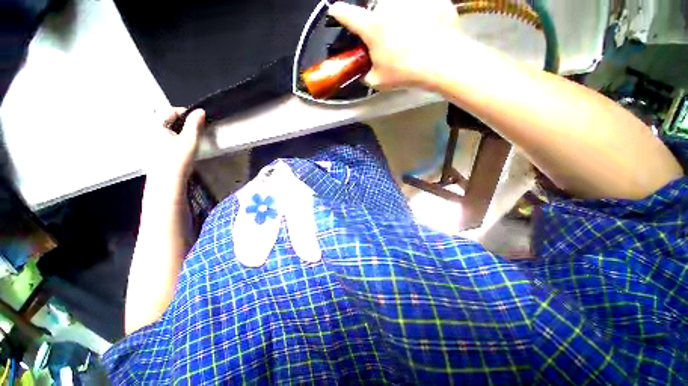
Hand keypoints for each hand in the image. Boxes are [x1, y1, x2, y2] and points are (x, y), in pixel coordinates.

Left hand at [148, 108, 205, 182]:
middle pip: (168, 119)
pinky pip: (165, 138)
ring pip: (168, 129)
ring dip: (180, 131)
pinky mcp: (153, 150)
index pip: (171, 110)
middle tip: (196, 131)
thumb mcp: (190, 140)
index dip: (187, 114)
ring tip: (190, 140)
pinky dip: (175, 139)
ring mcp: (149, 140)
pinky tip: (182, 149)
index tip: (200, 121)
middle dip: (183, 123)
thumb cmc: (178, 159)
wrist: (167, 182)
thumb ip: (195, 124)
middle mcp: (149, 130)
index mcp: (155, 124)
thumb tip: (201, 111)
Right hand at [328, 0, 462, 89]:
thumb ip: (366, 75)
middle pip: (375, 11)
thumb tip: (364, 72)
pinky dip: (421, 16)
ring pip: (398, 7)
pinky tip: (427, 30)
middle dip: (377, 24)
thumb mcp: (378, 81)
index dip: (338, 13)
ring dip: (399, 18)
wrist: (442, 61)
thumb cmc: (405, 72)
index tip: (335, 11)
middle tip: (387, 40)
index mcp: (372, 27)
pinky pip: (421, 6)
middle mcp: (388, 5)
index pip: (346, 14)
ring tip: (410, 36)